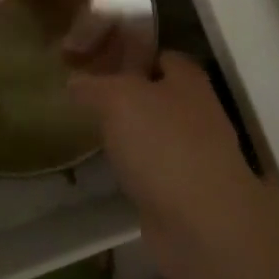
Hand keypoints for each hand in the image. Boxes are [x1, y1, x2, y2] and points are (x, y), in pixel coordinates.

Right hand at [71, 53, 265, 273]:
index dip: (129, 53)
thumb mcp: (117, 98)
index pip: (159, 54)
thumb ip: (93, 85)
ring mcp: (194, 154)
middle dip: (124, 95)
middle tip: (86, 97)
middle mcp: (197, 111)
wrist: (203, 225)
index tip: (95, 60)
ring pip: (154, 132)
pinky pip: (154, 168)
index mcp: (188, 80)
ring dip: (129, 134)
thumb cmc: (163, 145)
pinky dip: (135, 168)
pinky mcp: (186, 191)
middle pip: (156, 93)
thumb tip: (75, 81)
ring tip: (90, 131)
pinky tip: (110, 169)